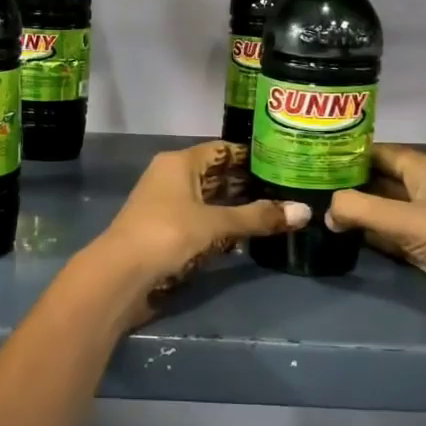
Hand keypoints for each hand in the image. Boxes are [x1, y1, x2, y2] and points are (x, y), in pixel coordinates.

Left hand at [93, 142, 308, 316]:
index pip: (222, 150)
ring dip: (235, 206)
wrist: (120, 274)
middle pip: (215, 174)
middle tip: (287, 189)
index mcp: (179, 162)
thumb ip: (257, 218)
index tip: (283, 161)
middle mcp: (171, 176)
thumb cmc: (167, 234)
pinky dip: (221, 225)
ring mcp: (166, 204)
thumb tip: (306, 211)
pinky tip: (245, 236)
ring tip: (274, 211)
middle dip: (247, 183)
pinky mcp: (165, 230)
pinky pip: (200, 220)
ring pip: (208, 199)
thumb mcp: (215, 224)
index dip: (250, 155)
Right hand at [325, 145, 425, 342]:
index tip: (312, 153)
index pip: (380, 152)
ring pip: (382, 208)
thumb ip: (361, 210)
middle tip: (305, 182)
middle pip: (379, 179)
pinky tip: (339, 234)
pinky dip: (367, 233)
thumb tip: (325, 210)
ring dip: (354, 209)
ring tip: (313, 205)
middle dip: (346, 181)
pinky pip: (389, 235)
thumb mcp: (409, 221)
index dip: (348, 151)